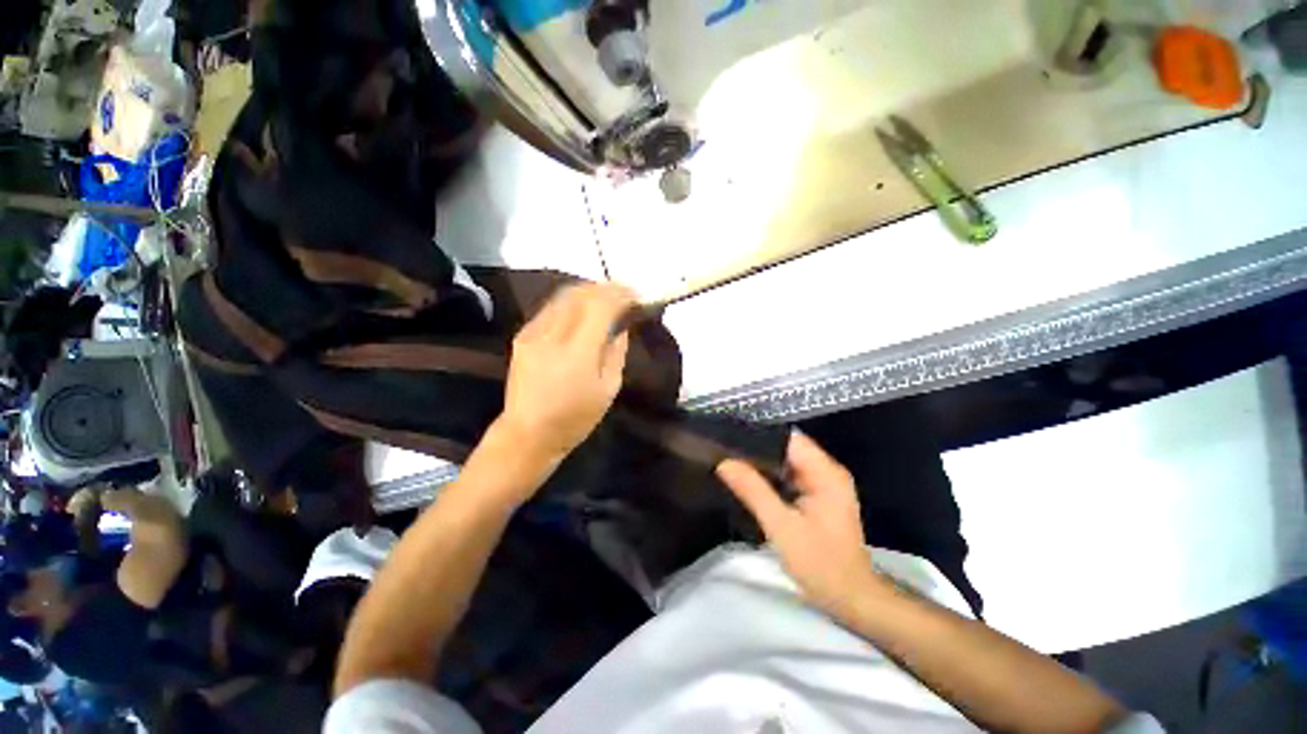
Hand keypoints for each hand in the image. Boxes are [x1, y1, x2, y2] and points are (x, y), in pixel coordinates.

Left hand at [500, 283, 636, 464]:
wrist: (528, 433)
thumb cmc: (575, 418)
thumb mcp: (608, 389)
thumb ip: (616, 352)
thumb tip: (621, 326)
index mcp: (577, 353)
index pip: (600, 306)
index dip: (620, 295)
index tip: (635, 296)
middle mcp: (552, 336)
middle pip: (580, 294)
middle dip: (605, 288)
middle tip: (623, 294)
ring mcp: (533, 333)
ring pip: (563, 296)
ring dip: (588, 292)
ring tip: (605, 299)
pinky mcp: (522, 336)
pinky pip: (551, 308)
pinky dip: (571, 303)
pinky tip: (582, 312)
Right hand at [717, 433, 887, 619]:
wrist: (851, 600)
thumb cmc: (821, 564)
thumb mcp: (781, 526)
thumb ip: (753, 490)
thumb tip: (724, 462)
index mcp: (825, 472)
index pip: (789, 438)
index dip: (759, 436)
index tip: (730, 439)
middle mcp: (827, 472)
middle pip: (787, 448)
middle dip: (757, 450)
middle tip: (725, 454)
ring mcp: (824, 485)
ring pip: (787, 462)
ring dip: (762, 464)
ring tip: (731, 464)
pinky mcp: (818, 497)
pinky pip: (790, 477)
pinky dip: (771, 478)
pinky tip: (750, 483)